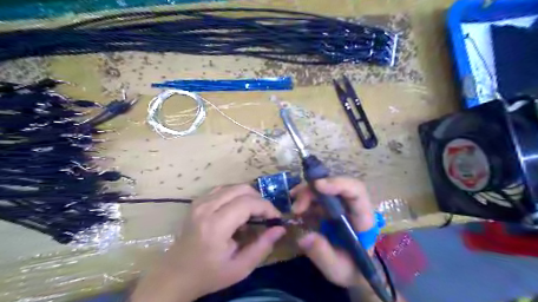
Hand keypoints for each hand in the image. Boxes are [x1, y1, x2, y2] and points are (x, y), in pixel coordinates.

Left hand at [131, 184, 287, 301]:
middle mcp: (206, 208)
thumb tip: (280, 228)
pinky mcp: (197, 202)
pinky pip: (223, 189)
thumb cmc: (208, 275)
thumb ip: (263, 247)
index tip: (276, 218)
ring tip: (254, 213)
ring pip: (233, 186)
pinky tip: (238, 209)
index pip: (248, 203)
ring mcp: (200, 202)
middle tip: (266, 215)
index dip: (266, 207)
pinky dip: (236, 195)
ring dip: (248, 196)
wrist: (175, 275)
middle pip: (242, 189)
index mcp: (216, 225)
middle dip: (259, 200)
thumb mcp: (240, 268)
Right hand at [293, 176, 374, 287]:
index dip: (338, 184)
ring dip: (306, 193)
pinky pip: (316, 196)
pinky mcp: (329, 208)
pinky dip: (304, 199)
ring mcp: (340, 205)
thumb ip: (322, 253)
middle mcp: (352, 207)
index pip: (356, 191)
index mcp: (362, 219)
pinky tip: (296, 210)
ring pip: (324, 188)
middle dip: (313, 190)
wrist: (351, 270)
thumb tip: (303, 237)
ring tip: (294, 209)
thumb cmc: (350, 270)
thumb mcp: (337, 269)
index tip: (317, 185)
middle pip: (335, 186)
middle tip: (296, 207)